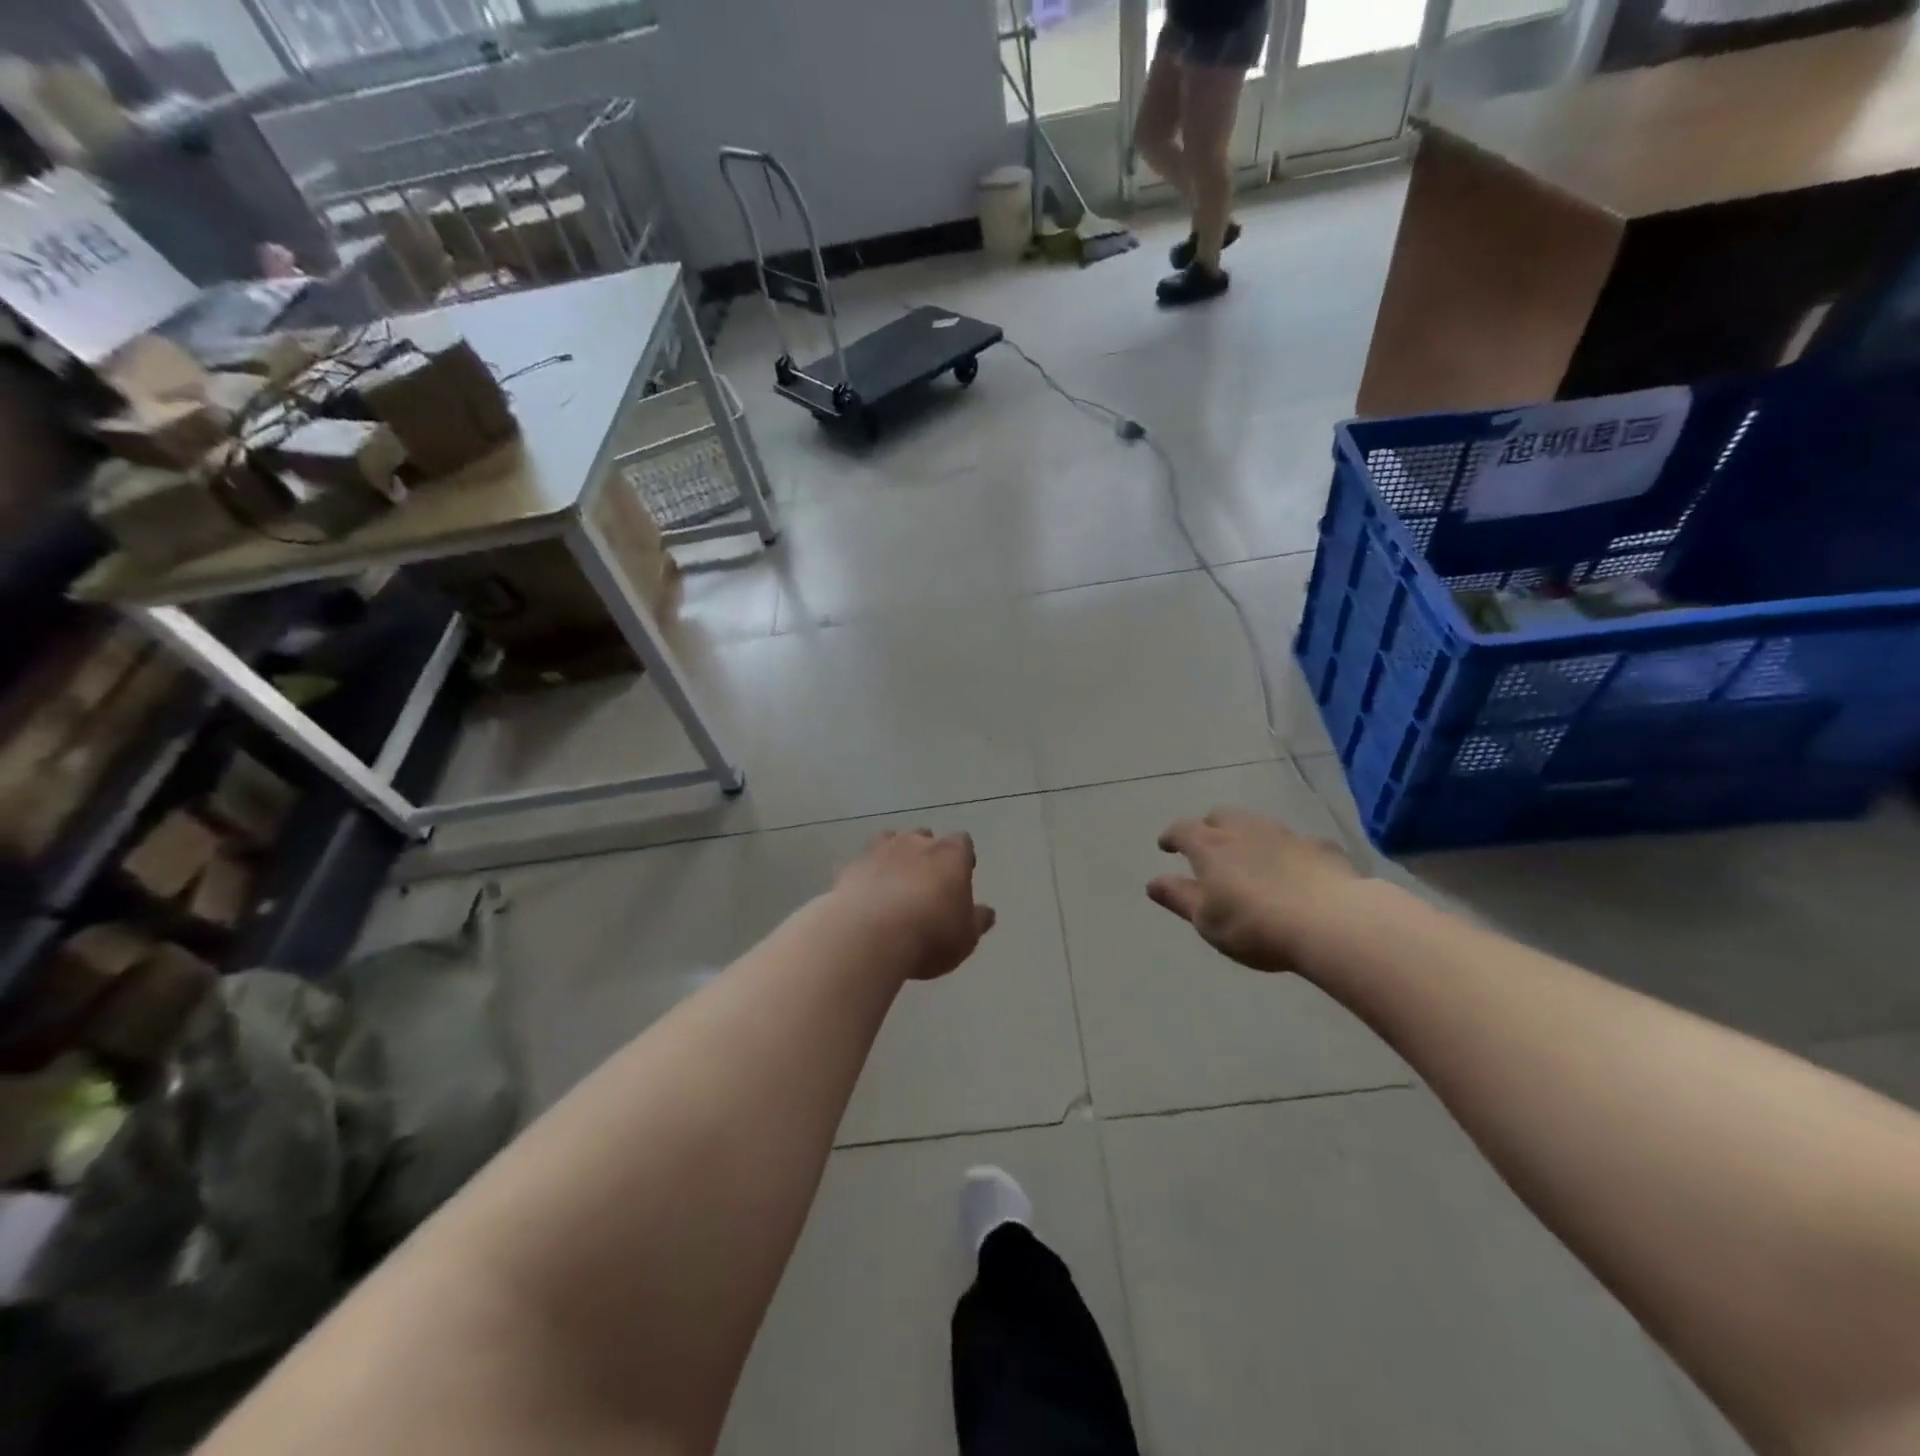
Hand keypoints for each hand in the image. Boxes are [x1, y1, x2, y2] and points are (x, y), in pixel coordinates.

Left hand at [830, 830, 996, 980]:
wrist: (869, 934)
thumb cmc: (930, 934)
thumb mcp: (965, 937)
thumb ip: (976, 920)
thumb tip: (986, 912)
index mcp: (951, 855)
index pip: (962, 842)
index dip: (961, 858)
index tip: (960, 877)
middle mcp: (916, 843)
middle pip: (924, 836)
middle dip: (925, 853)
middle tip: (925, 882)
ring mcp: (879, 850)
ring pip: (889, 841)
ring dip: (892, 857)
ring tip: (892, 884)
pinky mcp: (849, 866)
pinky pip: (860, 865)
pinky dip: (864, 876)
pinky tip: (863, 897)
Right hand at [1148, 807, 1363, 972]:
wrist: (1332, 921)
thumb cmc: (1254, 924)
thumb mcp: (1206, 920)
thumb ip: (1179, 898)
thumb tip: (1152, 882)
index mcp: (1210, 847)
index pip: (1182, 830)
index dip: (1171, 836)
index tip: (1165, 846)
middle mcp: (1244, 831)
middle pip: (1220, 816)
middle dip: (1209, 827)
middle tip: (1207, 846)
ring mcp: (1285, 835)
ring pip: (1258, 825)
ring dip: (1248, 836)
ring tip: (1249, 857)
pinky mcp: (1320, 848)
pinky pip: (1296, 844)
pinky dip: (1287, 853)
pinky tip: (1295, 871)